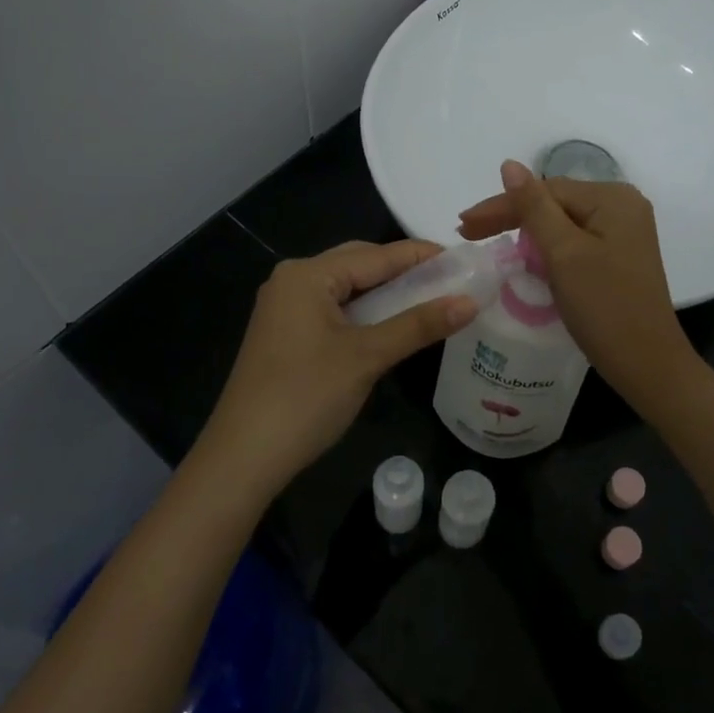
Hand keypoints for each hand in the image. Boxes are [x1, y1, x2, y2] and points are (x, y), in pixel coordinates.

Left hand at [196, 240, 477, 500]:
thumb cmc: (306, 397)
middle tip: (450, 281)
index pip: (376, 255)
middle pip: (358, 264)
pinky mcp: (285, 334)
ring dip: (385, 293)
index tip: (463, 259)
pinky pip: (334, 309)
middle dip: (403, 272)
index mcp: (307, 275)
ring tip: (430, 300)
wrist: (243, 458)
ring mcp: (285, 308)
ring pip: (346, 288)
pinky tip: (391, 324)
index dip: (421, 256)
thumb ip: (419, 325)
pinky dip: (365, 313)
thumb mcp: (367, 357)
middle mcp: (292, 280)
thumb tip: (470, 301)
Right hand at [458, 161, 697, 408]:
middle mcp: (623, 207)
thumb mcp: (563, 253)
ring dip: (526, 233)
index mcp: (612, 198)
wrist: (647, 365)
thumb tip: (509, 164)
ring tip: (489, 243)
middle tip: (468, 232)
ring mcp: (624, 233)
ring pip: (562, 223)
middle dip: (511, 217)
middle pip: (554, 203)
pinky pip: (574, 242)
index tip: (463, 224)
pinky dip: (548, 250)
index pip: (545, 190)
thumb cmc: (604, 306)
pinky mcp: (619, 257)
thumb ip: (533, 207)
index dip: (501, 205)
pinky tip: (526, 259)